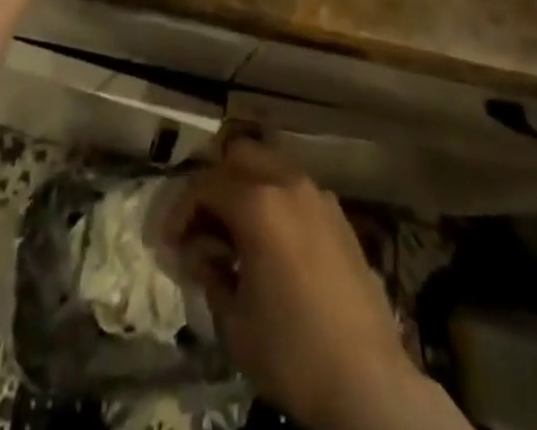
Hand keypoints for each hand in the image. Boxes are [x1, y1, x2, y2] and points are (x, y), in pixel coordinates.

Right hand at [167, 138, 430, 429]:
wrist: (368, 382)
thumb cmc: (292, 352)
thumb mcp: (234, 322)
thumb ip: (211, 274)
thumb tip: (200, 253)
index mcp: (258, 203)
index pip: (206, 185)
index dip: (180, 210)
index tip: (169, 242)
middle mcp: (288, 183)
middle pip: (239, 155)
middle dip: (214, 183)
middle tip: (202, 225)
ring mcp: (318, 195)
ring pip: (271, 165)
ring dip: (246, 186)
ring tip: (235, 230)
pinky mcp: (339, 215)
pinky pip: (296, 188)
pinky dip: (275, 199)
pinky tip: (271, 241)